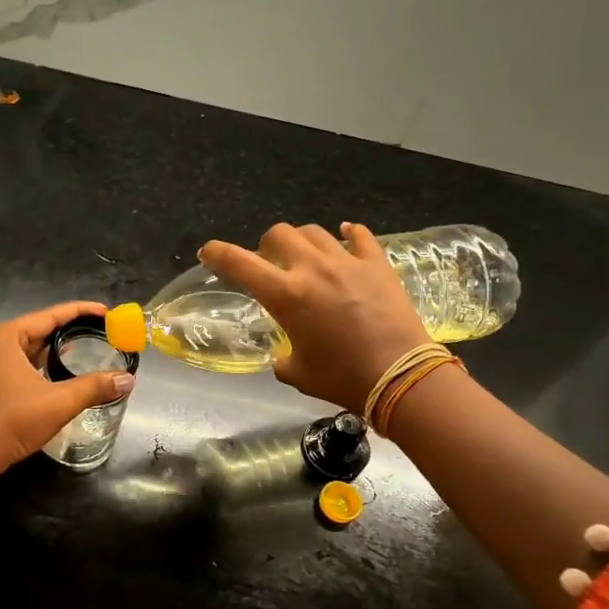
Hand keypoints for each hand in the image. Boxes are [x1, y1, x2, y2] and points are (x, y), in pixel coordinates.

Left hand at [0, 302, 133, 482]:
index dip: (81, 312)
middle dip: (69, 331)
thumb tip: (128, 380)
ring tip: (84, 351)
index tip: (107, 312)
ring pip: (28, 350)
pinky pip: (18, 366)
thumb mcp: (58, 403)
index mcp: (6, 337)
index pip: (50, 315)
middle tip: (101, 333)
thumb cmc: (10, 422)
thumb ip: (94, 387)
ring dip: (54, 351)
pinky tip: (57, 376)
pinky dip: (40, 366)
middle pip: (38, 330)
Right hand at [200, 223, 428, 411]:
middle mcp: (311, 268)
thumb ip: (282, 357)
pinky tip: (346, 236)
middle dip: (266, 245)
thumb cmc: (342, 378)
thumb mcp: (298, 373)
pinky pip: (360, 236)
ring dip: (302, 240)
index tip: (207, 252)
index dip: (217, 253)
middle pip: (279, 234)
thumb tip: (282, 356)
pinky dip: (348, 234)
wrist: (401, 377)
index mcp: (285, 295)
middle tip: (270, 262)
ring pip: (314, 231)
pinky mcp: (377, 264)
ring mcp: (347, 262)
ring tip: (306, 255)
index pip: (239, 263)